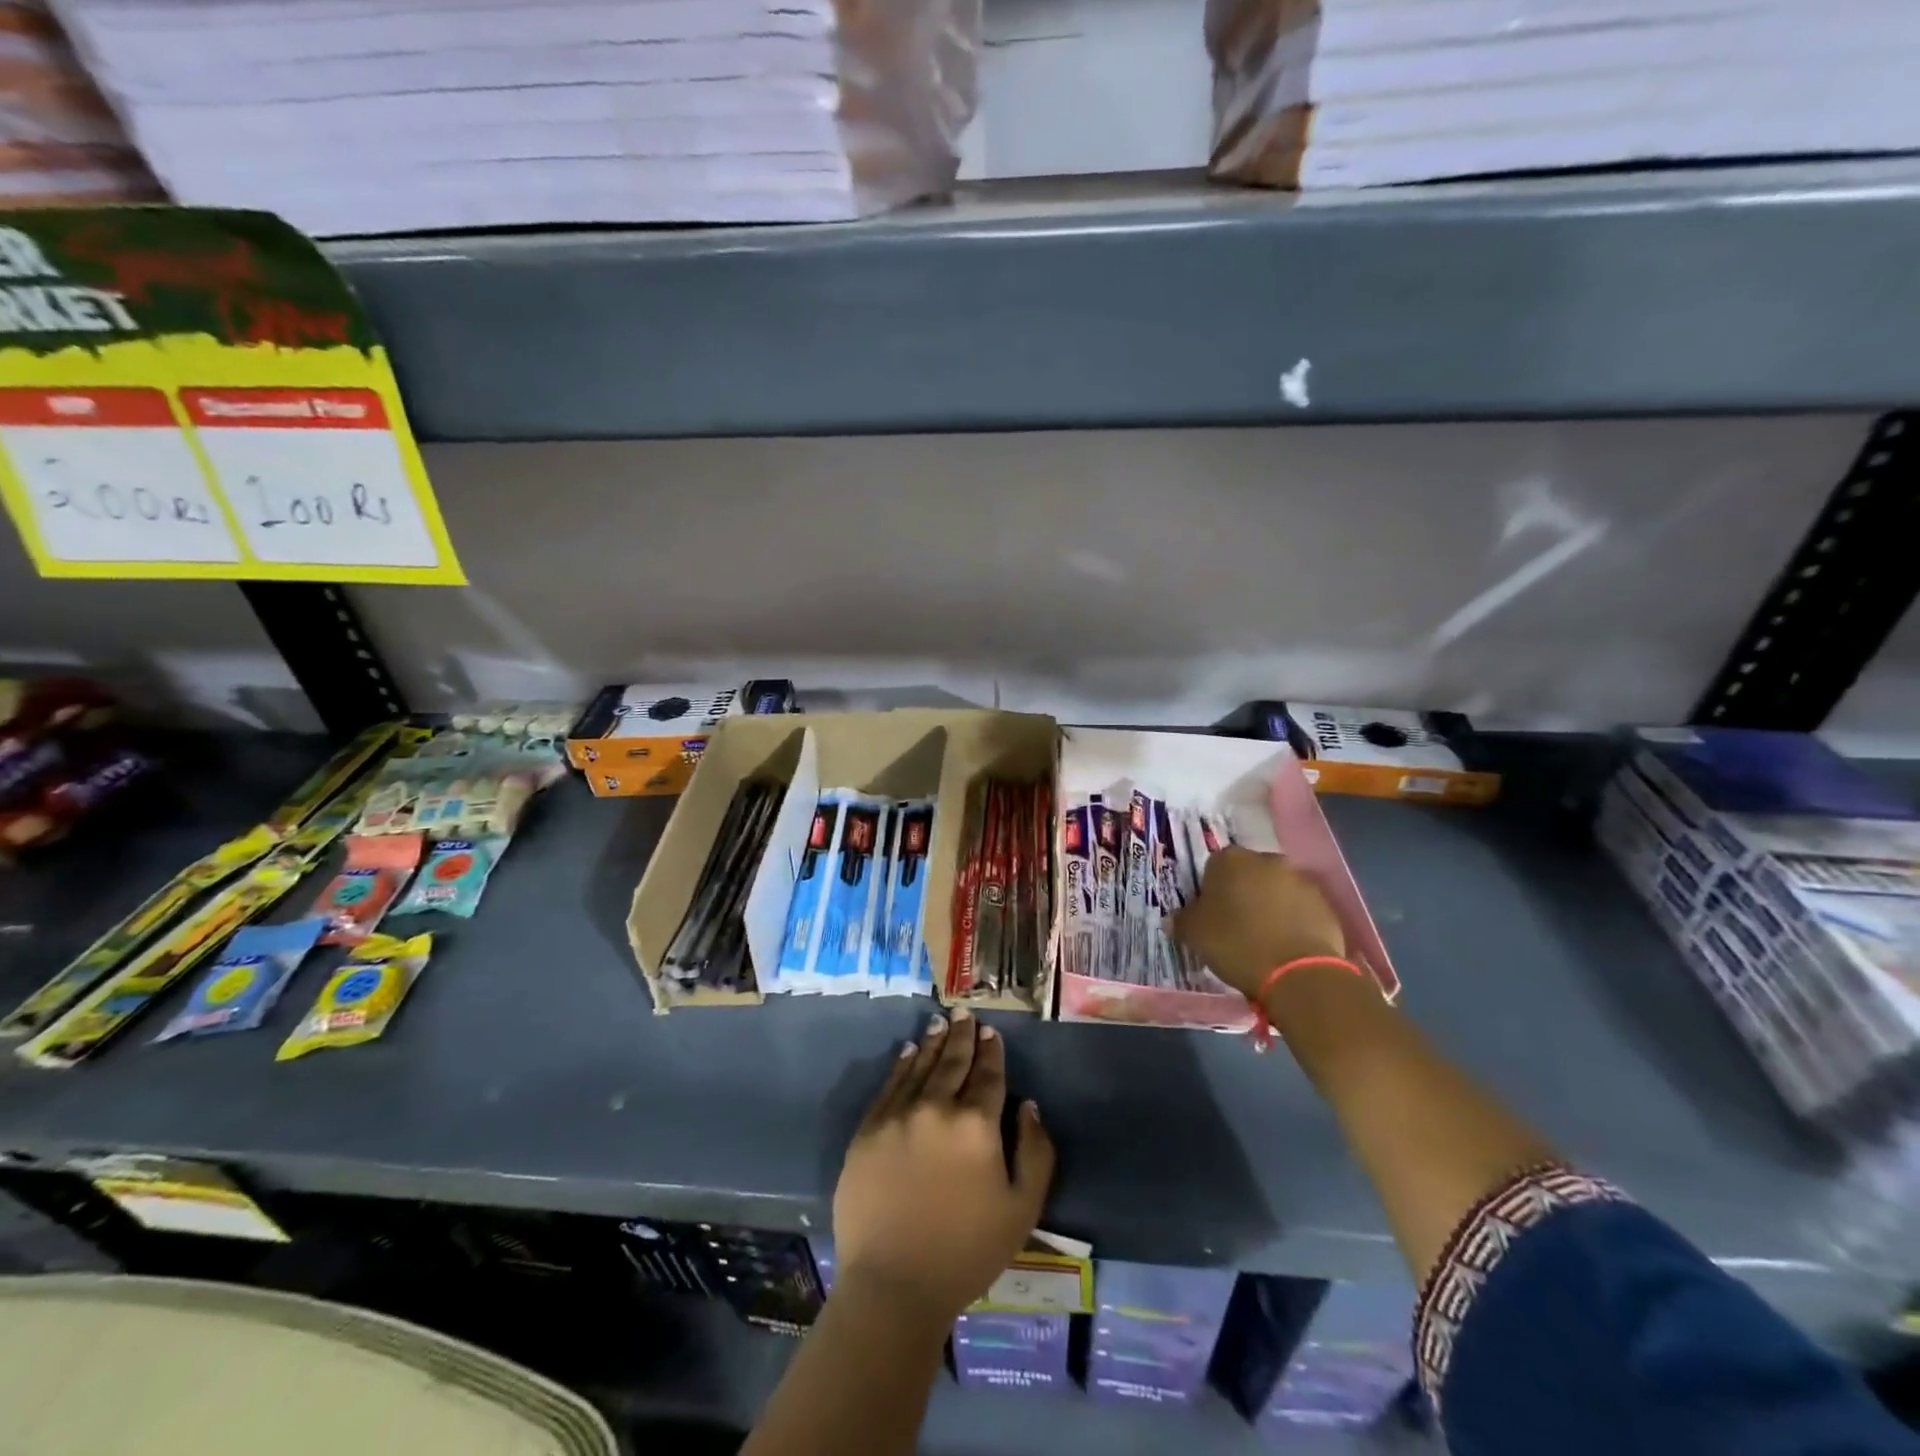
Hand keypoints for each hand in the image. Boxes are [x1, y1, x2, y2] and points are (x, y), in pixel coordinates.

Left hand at [834, 1008, 1055, 1325]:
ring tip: (939, 1022)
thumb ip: (1035, 1152)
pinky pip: (889, 1086)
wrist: (894, 1285)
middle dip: (962, 1035)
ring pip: (920, 1066)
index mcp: (976, 1124)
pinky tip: (907, 1051)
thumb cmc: (966, 1251)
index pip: (988, 1075)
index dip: (991, 1051)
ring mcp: (898, 1116)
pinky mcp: (868, 1130)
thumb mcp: (1022, 1209)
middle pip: (953, 1062)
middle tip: (964, 1013)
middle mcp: (936, 1107)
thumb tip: (1028, 1106)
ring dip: (932, 1042)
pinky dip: (901, 1064)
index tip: (991, 1032)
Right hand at [1171, 847, 1346, 1000]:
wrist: (1299, 973)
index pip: (1213, 867)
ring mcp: (1300, 880)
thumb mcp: (1194, 935)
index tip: (1210, 915)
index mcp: (1230, 859)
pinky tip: (1286, 946)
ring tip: (1264, 939)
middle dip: (1242, 894)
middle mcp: (1267, 860)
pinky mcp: (1324, 903)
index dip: (1210, 891)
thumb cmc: (1237, 944)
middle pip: (1248, 874)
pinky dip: (1292, 921)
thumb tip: (1175, 918)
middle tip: (1235, 926)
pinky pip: (1300, 908)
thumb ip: (1182, 920)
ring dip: (1269, 906)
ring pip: (1276, 890)